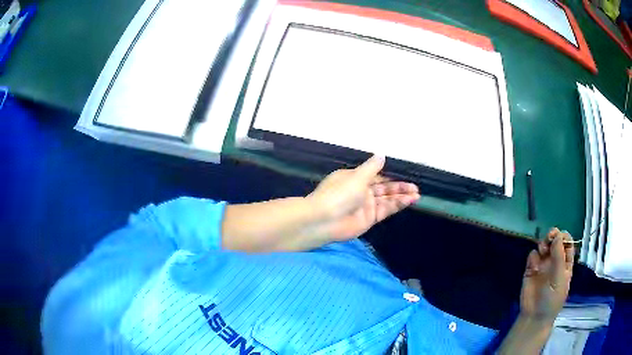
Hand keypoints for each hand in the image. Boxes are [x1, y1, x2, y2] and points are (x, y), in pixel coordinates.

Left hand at [308, 155, 419, 240]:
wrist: (324, 220)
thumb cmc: (338, 194)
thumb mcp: (357, 176)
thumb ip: (372, 168)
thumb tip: (381, 155)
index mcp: (354, 178)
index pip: (376, 175)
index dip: (390, 175)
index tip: (405, 174)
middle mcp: (361, 191)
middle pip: (384, 188)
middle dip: (399, 187)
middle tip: (415, 187)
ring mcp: (365, 205)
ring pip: (387, 199)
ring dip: (401, 196)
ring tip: (416, 194)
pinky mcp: (369, 218)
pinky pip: (386, 210)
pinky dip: (397, 205)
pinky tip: (409, 201)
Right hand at [520, 228, 574, 322]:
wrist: (535, 316)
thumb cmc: (552, 299)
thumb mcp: (559, 278)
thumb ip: (559, 257)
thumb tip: (557, 235)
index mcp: (565, 262)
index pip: (567, 242)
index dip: (563, 237)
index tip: (558, 237)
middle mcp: (555, 260)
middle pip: (555, 240)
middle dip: (552, 236)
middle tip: (549, 239)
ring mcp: (543, 264)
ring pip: (543, 245)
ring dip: (543, 245)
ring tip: (542, 252)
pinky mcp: (531, 269)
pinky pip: (532, 256)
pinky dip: (533, 257)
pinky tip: (533, 266)